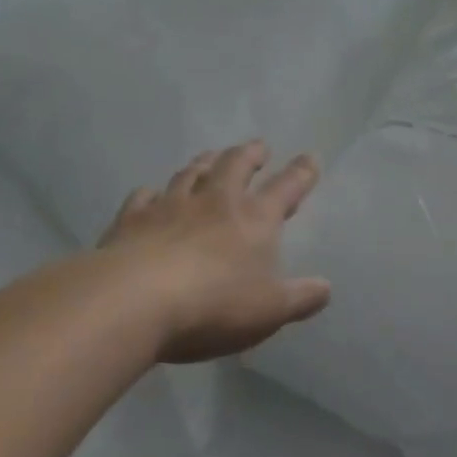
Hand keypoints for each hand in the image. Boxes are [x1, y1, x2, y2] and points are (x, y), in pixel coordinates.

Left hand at [96, 140, 331, 364]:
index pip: (285, 188)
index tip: (309, 158)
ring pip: (190, 173)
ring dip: (204, 162)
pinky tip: (150, 193)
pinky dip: (151, 192)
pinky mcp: (130, 220)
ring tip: (210, 156)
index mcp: (255, 220)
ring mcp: (169, 207)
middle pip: (235, 166)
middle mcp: (215, 202)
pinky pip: (143, 197)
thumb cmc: (213, 306)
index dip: (301, 173)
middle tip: (258, 146)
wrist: (132, 302)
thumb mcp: (270, 310)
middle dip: (250, 154)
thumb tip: (326, 288)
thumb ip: (300, 298)